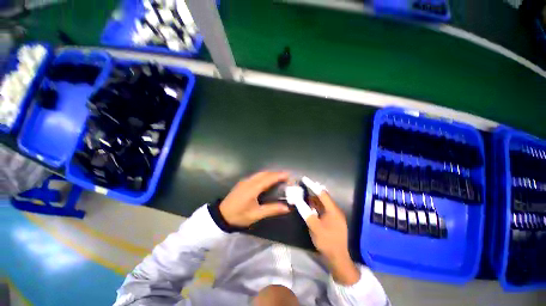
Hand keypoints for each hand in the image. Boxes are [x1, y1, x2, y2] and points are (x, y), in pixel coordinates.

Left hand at [219, 171, 290, 227]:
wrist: (221, 215)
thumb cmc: (239, 216)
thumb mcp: (256, 215)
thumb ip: (272, 209)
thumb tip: (287, 208)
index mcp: (252, 188)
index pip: (268, 179)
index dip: (278, 176)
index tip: (288, 175)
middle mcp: (249, 181)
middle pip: (264, 174)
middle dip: (276, 173)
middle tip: (286, 177)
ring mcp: (245, 181)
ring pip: (260, 173)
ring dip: (270, 174)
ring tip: (279, 177)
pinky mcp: (243, 182)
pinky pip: (256, 176)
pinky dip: (265, 175)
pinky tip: (267, 180)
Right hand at [305, 190, 360, 285]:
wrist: (338, 258)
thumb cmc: (327, 241)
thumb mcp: (314, 227)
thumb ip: (306, 212)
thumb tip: (298, 201)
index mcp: (333, 210)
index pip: (322, 193)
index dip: (312, 185)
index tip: (304, 179)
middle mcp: (335, 210)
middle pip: (323, 197)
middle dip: (312, 191)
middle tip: (302, 187)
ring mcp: (334, 215)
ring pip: (322, 203)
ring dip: (313, 199)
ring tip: (303, 196)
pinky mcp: (332, 220)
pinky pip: (323, 209)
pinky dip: (316, 206)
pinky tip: (309, 207)